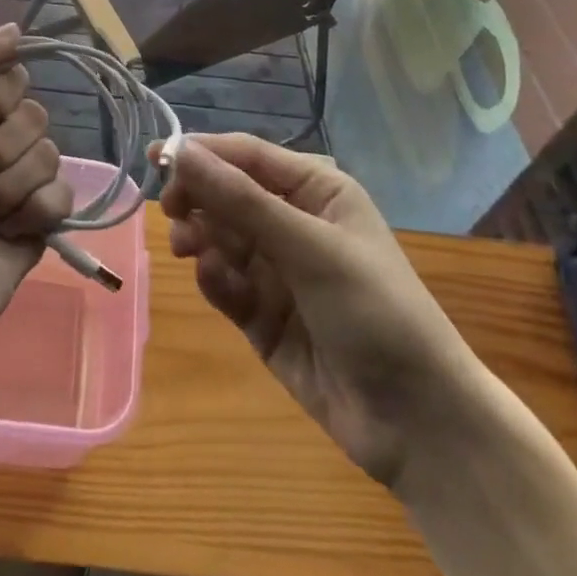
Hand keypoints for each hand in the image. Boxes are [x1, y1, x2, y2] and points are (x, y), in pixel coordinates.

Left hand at [0, 24, 74, 360]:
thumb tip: (14, 28)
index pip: (14, 79)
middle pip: (36, 117)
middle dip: (1, 151)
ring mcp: (20, 182)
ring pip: (50, 157)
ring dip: (12, 188)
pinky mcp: (40, 220)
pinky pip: (63, 196)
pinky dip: (34, 215)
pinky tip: (6, 234)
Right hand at [157, 133, 485, 485]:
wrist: (419, 423)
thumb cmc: (374, 310)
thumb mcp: (309, 247)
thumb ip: (240, 199)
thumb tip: (180, 152)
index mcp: (315, 191)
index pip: (246, 155)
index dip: (201, 152)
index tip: (156, 157)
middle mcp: (293, 222)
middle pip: (227, 193)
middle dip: (198, 198)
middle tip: (172, 212)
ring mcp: (277, 270)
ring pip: (220, 237)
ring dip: (200, 237)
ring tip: (188, 249)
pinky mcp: (263, 315)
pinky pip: (225, 282)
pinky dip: (215, 279)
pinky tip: (218, 286)